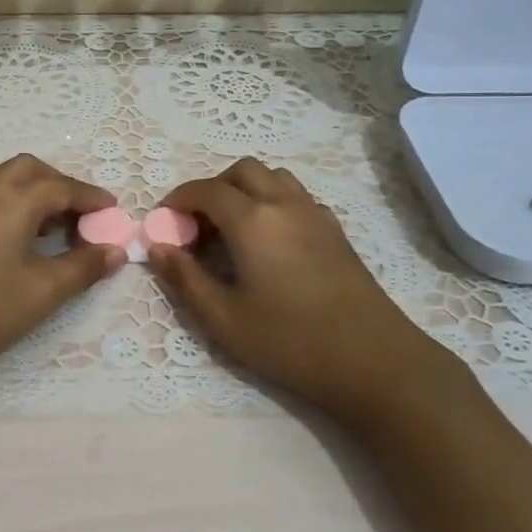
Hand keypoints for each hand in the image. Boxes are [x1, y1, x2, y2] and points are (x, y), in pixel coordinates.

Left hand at [0, 154, 122, 399]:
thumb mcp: (42, 292)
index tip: (114, 213)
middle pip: (31, 170)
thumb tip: (116, 251)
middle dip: (61, 186)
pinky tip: (14, 237)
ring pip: (4, 179)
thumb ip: (83, 267)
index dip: (92, 199)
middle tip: (81, 218)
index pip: (63, 186)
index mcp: (12, 198)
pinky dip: (10, 202)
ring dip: (33, 192)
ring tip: (51, 227)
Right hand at [148, 158, 468, 427]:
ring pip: (274, 178)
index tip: (164, 222)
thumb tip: (157, 248)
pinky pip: (297, 196)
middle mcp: (284, 204)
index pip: (206, 190)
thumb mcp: (224, 319)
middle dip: (212, 188)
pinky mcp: (336, 231)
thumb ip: (185, 279)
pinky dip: (273, 202)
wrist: (374, 361)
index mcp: (253, 220)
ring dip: (245, 190)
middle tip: (198, 226)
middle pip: (242, 171)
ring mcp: (316, 214)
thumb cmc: (291, 341)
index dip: (179, 199)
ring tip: (232, 230)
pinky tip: (270, 242)